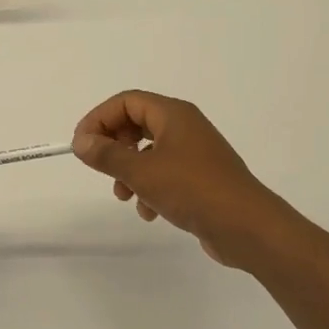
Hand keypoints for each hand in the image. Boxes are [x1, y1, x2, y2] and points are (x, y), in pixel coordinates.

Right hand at [72, 91, 303, 268]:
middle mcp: (184, 126)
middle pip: (136, 124)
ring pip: (149, 152)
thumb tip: (81, 141)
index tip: (81, 144)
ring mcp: (195, 152)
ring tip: (124, 195)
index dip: (99, 118)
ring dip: (130, 171)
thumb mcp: (141, 172)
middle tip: (99, 166)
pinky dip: (151, 188)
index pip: (126, 101)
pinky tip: (149, 212)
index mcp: (173, 114)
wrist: (247, 227)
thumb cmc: (192, 190)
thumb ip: (107, 155)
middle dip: (114, 146)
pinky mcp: (201, 177)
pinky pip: (165, 173)